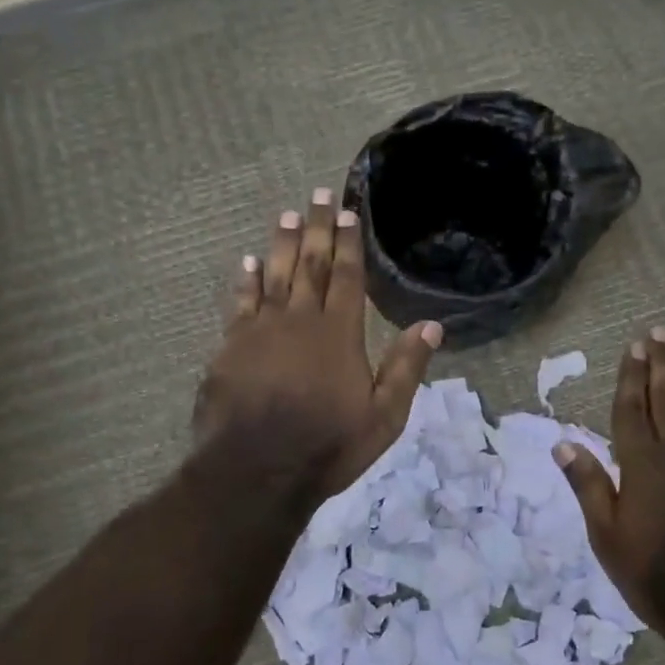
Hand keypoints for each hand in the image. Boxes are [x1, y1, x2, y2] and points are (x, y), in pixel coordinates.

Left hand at [195, 189, 441, 499]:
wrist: (257, 470)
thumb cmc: (328, 446)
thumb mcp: (384, 416)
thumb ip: (406, 367)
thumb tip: (432, 325)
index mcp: (339, 333)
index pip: (347, 277)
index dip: (349, 243)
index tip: (350, 212)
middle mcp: (300, 320)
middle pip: (311, 265)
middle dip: (318, 228)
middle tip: (319, 194)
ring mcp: (261, 330)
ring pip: (275, 275)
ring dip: (283, 244)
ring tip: (288, 215)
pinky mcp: (231, 346)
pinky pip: (240, 302)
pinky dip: (245, 280)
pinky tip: (248, 261)